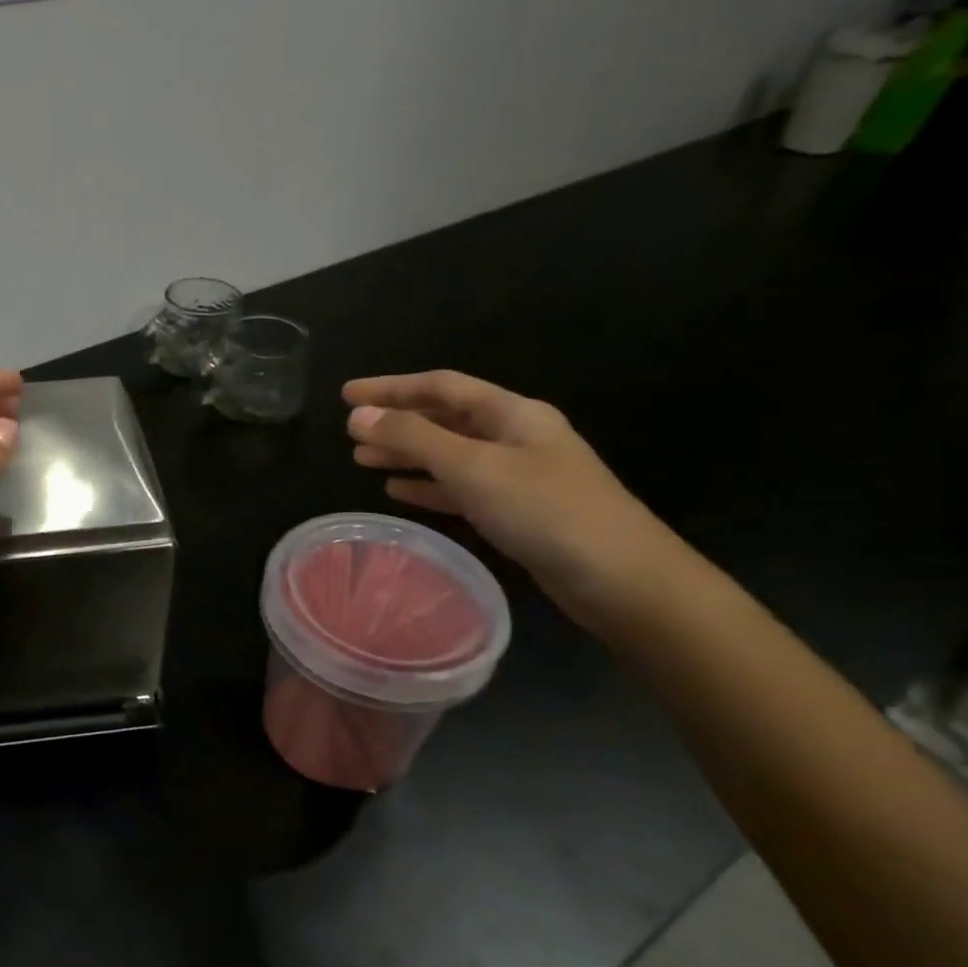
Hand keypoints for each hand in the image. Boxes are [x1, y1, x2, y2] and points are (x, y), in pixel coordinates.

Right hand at [342, 370, 680, 626]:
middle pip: (444, 418)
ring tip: (362, 461)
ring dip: (406, 454)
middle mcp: (515, 437)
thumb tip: (358, 416)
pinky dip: (428, 486)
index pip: (441, 387)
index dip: (391, 388)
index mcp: (512, 414)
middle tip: (349, 431)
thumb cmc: (546, 511)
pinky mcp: (516, 510)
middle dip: (395, 421)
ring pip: (449, 454)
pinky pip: (460, 488)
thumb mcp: (473, 468)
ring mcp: (517, 475)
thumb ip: (413, 439)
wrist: (621, 579)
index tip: (346, 395)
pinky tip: (399, 492)